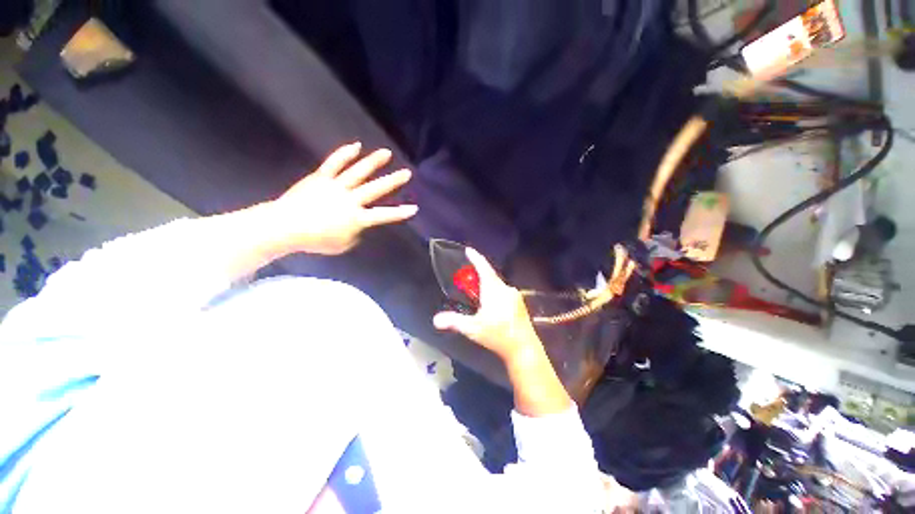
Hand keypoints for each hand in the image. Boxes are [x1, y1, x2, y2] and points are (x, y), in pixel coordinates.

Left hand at [269, 142, 417, 254]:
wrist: (284, 227)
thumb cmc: (315, 240)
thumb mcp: (342, 244)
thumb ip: (355, 234)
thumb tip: (358, 225)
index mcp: (356, 218)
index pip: (383, 215)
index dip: (400, 213)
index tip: (414, 208)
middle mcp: (350, 200)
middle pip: (375, 189)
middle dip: (393, 181)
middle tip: (406, 172)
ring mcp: (335, 186)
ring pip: (358, 172)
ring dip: (374, 162)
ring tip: (386, 153)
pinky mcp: (321, 177)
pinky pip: (334, 163)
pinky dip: (345, 153)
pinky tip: (356, 145)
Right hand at [433, 247, 541, 362]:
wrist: (524, 348)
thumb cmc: (497, 335)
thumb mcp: (473, 328)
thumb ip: (454, 321)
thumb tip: (436, 320)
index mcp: (494, 289)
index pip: (483, 268)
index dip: (475, 257)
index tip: (468, 250)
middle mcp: (505, 288)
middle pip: (490, 275)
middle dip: (478, 274)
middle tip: (467, 278)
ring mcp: (515, 296)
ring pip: (497, 285)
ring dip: (487, 285)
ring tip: (477, 293)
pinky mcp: (520, 304)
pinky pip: (504, 292)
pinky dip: (495, 292)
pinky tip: (492, 305)